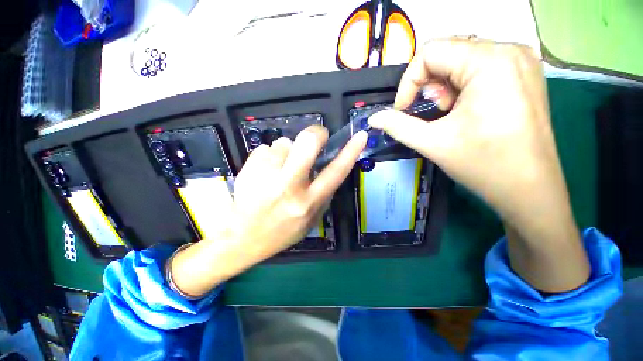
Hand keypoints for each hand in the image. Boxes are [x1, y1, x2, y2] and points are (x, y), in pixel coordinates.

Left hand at [231, 125, 366, 257]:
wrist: (244, 238)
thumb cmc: (282, 231)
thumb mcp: (311, 220)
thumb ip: (323, 194)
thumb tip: (326, 166)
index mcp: (309, 202)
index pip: (336, 172)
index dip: (351, 152)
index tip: (360, 136)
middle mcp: (289, 187)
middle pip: (306, 144)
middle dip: (315, 133)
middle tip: (316, 135)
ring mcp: (266, 176)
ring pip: (284, 143)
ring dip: (286, 150)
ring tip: (280, 167)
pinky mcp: (248, 169)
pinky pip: (266, 148)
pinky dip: (269, 156)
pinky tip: (264, 172)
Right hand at [369, 39, 588, 292]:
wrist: (533, 194)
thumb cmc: (490, 168)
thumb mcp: (436, 143)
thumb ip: (400, 125)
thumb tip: (372, 119)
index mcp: (489, 62)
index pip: (430, 50)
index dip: (410, 79)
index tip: (405, 108)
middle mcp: (504, 54)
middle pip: (442, 54)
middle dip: (426, 86)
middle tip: (430, 116)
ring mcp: (511, 65)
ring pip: (454, 64)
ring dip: (438, 91)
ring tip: (444, 119)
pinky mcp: (511, 79)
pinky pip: (468, 73)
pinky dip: (453, 92)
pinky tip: (457, 115)